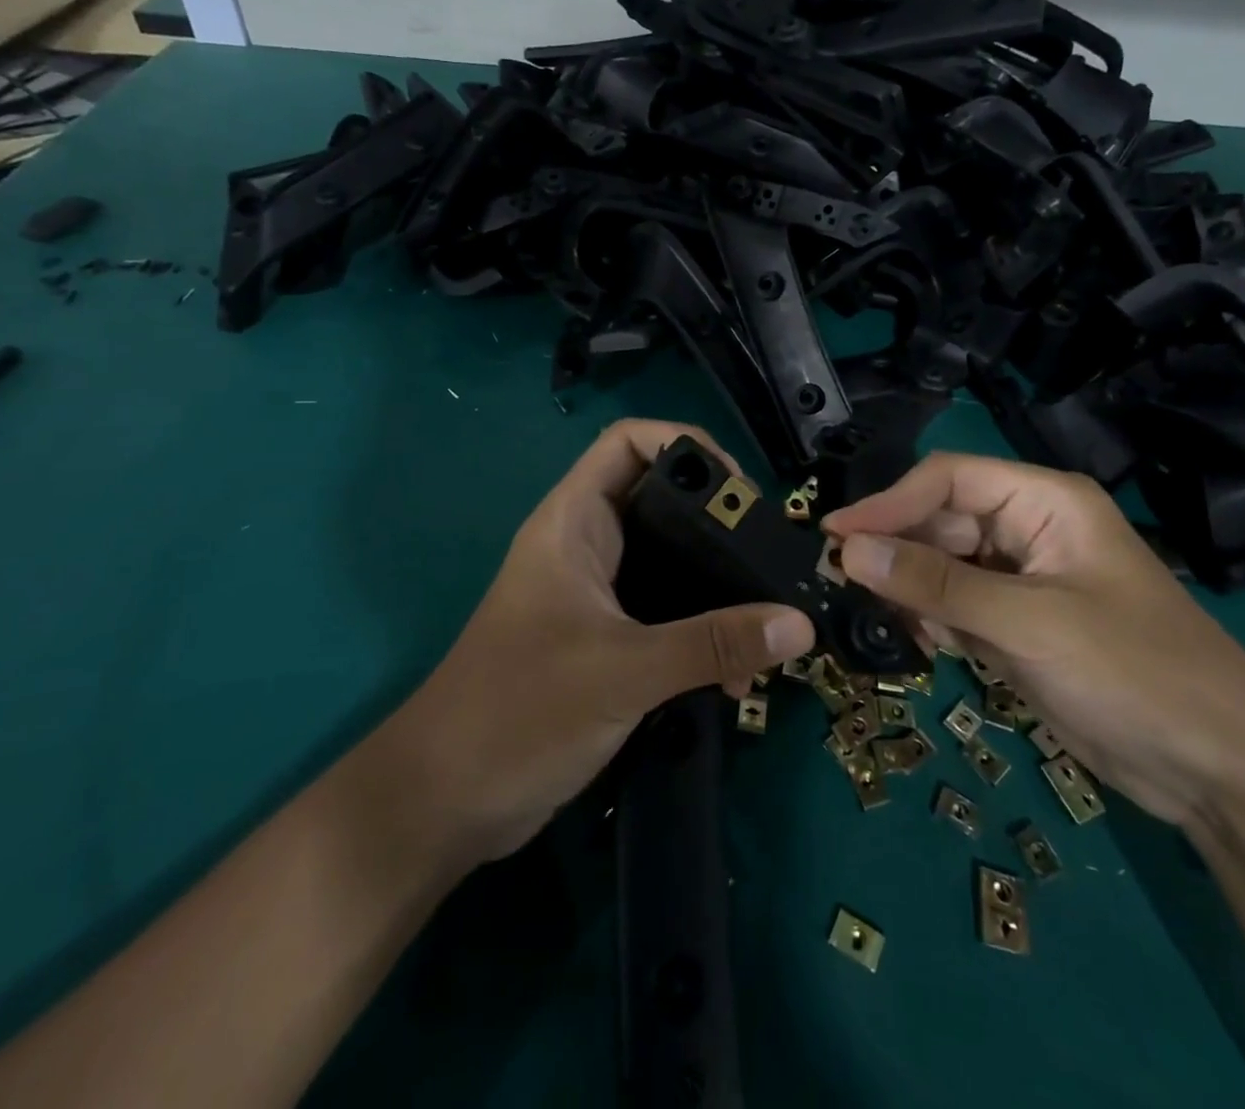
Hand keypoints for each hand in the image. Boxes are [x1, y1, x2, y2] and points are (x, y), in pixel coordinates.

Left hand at [368, 420, 814, 867]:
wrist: (444, 801)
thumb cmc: (519, 712)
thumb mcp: (624, 671)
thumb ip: (712, 644)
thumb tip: (800, 625)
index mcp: (573, 522)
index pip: (629, 442)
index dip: (686, 444)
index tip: (742, 490)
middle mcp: (585, 545)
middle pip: (660, 498)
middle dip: (717, 516)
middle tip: (769, 551)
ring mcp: (594, 593)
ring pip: (668, 559)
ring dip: (715, 579)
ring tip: (766, 608)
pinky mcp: (604, 638)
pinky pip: (666, 610)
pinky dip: (701, 624)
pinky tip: (735, 664)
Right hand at [821, 453, 1244, 826]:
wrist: (1222, 773)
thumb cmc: (1135, 674)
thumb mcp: (1028, 623)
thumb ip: (935, 583)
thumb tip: (848, 550)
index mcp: (1044, 502)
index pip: (947, 479)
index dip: (889, 503)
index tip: (835, 536)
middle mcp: (1030, 530)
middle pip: (940, 521)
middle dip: (896, 551)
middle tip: (843, 584)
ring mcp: (1024, 580)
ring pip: (942, 565)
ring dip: (912, 589)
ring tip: (888, 620)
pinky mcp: (1019, 624)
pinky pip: (957, 605)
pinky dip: (934, 621)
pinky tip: (929, 646)